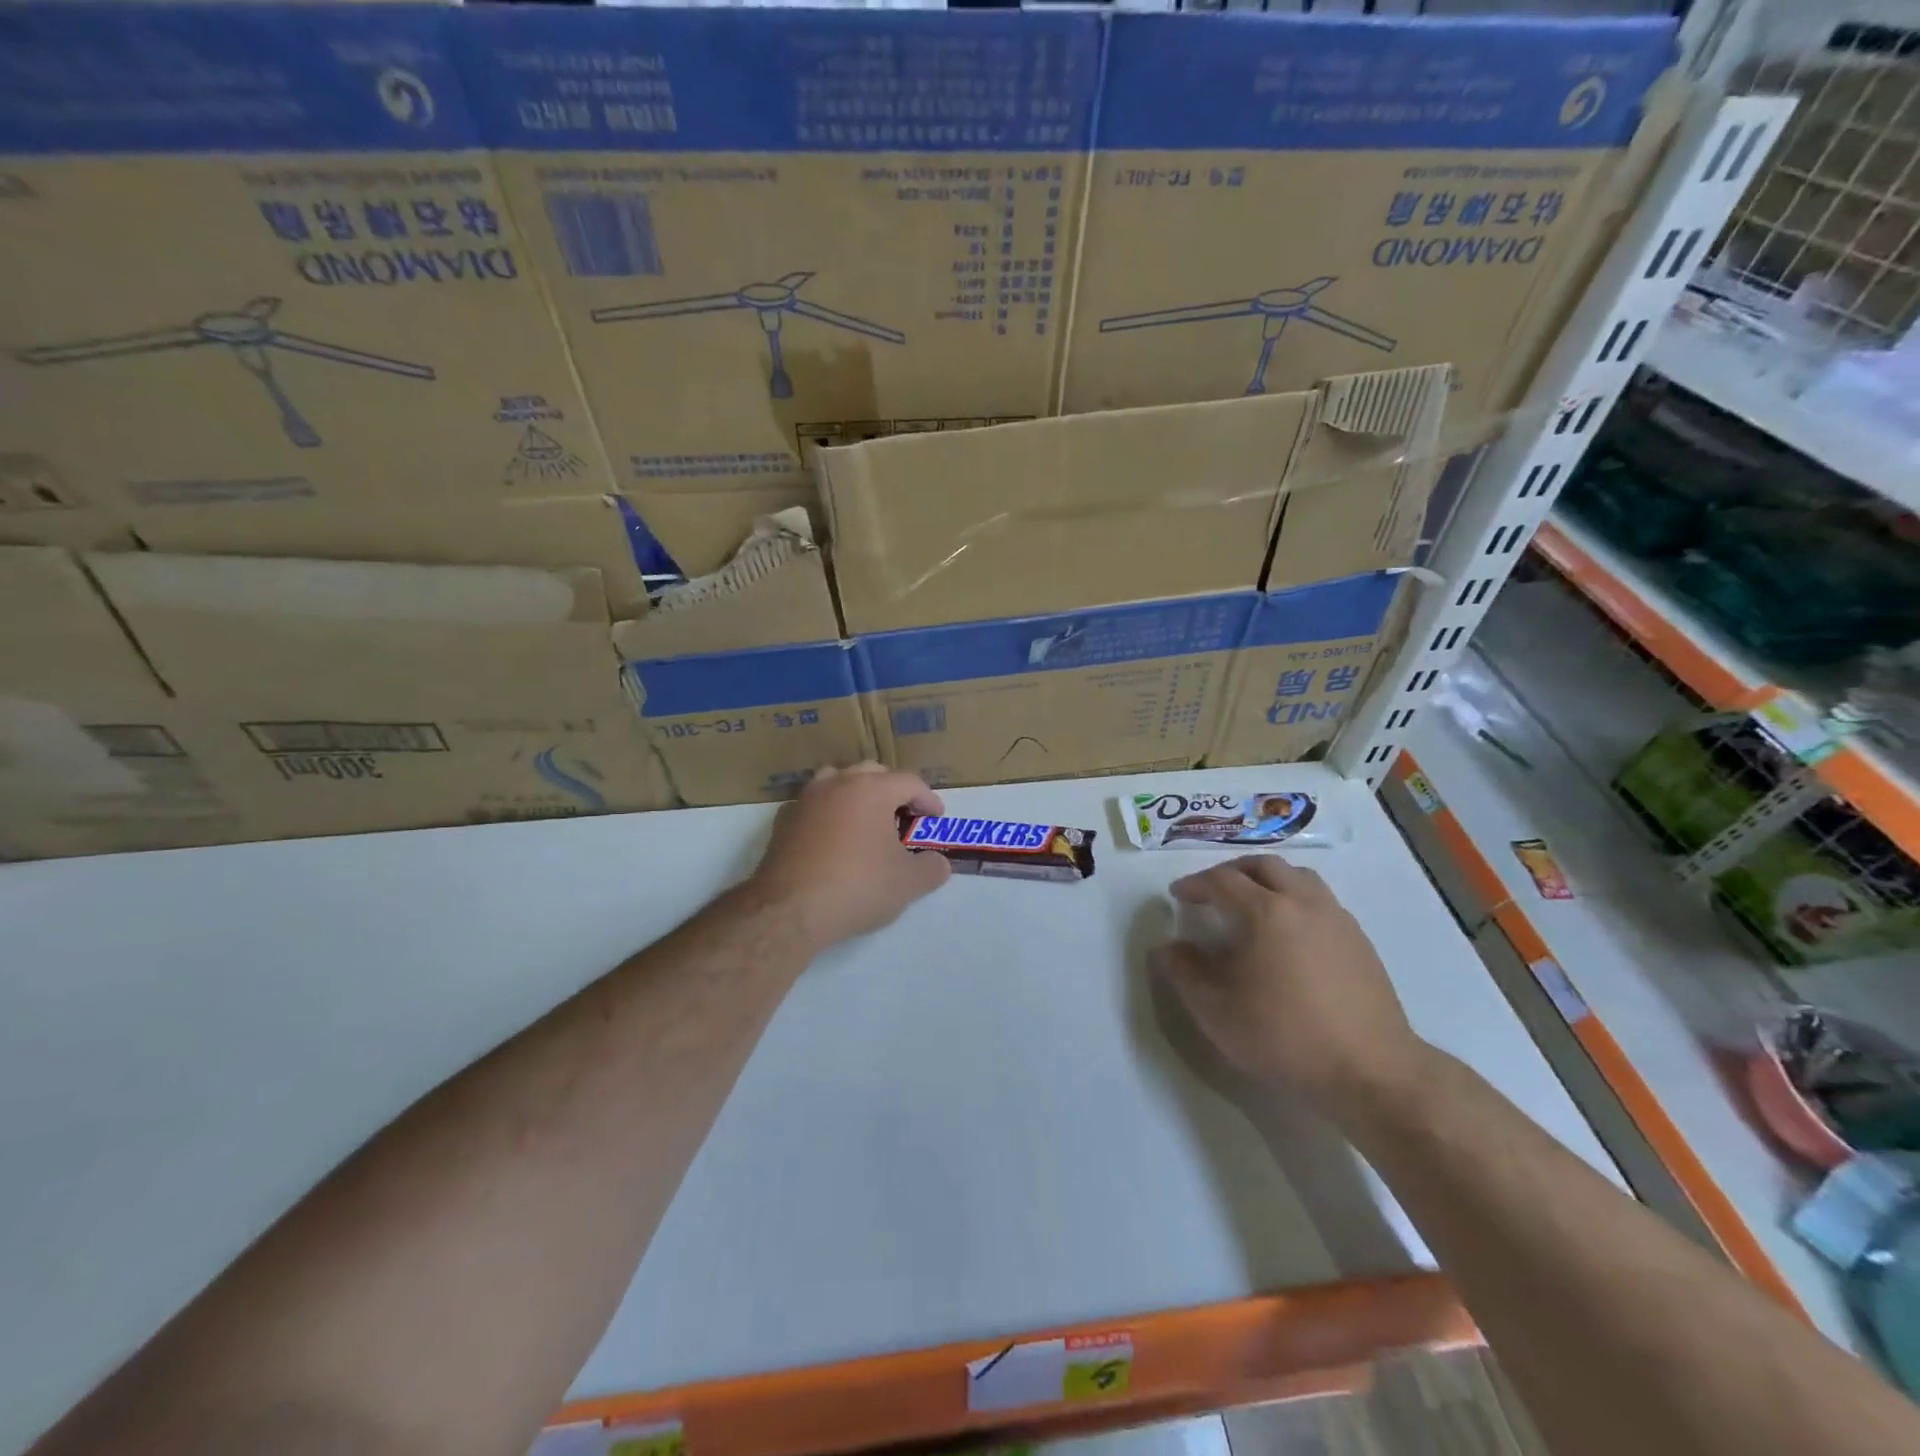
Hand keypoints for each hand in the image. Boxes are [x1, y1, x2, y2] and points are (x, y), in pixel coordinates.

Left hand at [749, 763, 951, 952]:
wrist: (790, 909)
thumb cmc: (858, 887)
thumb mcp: (908, 884)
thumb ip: (931, 868)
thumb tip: (938, 863)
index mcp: (872, 790)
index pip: (910, 782)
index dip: (928, 799)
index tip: (936, 819)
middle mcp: (838, 783)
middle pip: (872, 772)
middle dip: (893, 790)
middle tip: (904, 816)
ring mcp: (806, 799)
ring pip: (837, 780)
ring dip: (856, 792)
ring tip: (866, 818)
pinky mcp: (783, 821)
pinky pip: (813, 804)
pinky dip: (828, 812)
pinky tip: (833, 836)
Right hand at [1149, 855, 1428, 1115]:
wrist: (1370, 1071)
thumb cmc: (1284, 1037)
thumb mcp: (1216, 1010)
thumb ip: (1184, 972)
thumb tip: (1168, 948)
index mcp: (1265, 912)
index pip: (1221, 880)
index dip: (1195, 884)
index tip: (1178, 895)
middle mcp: (1302, 902)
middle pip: (1263, 865)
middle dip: (1232, 871)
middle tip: (1213, 890)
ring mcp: (1336, 918)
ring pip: (1298, 876)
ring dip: (1268, 879)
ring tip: (1252, 902)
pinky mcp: (1359, 939)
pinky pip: (1320, 899)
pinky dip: (1295, 899)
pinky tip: (1289, 932)